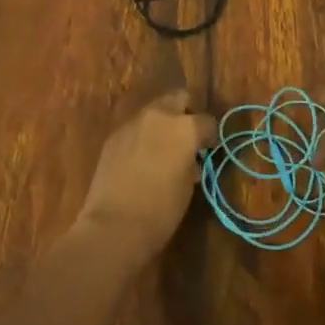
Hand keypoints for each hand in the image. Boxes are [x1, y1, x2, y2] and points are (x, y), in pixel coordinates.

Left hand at [76, 91, 217, 257]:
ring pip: (154, 112)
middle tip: (186, 139)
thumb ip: (191, 162)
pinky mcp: (114, 135)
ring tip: (161, 149)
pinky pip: (135, 128)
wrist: (114, 225)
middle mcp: (159, 116)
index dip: (210, 136)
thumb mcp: (188, 186)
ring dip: (161, 125)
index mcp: (185, 128)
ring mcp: (133, 123)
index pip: (206, 121)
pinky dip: (142, 137)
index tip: (208, 149)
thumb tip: (190, 159)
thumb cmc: (161, 210)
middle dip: (185, 114)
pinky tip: (140, 159)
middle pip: (178, 99)